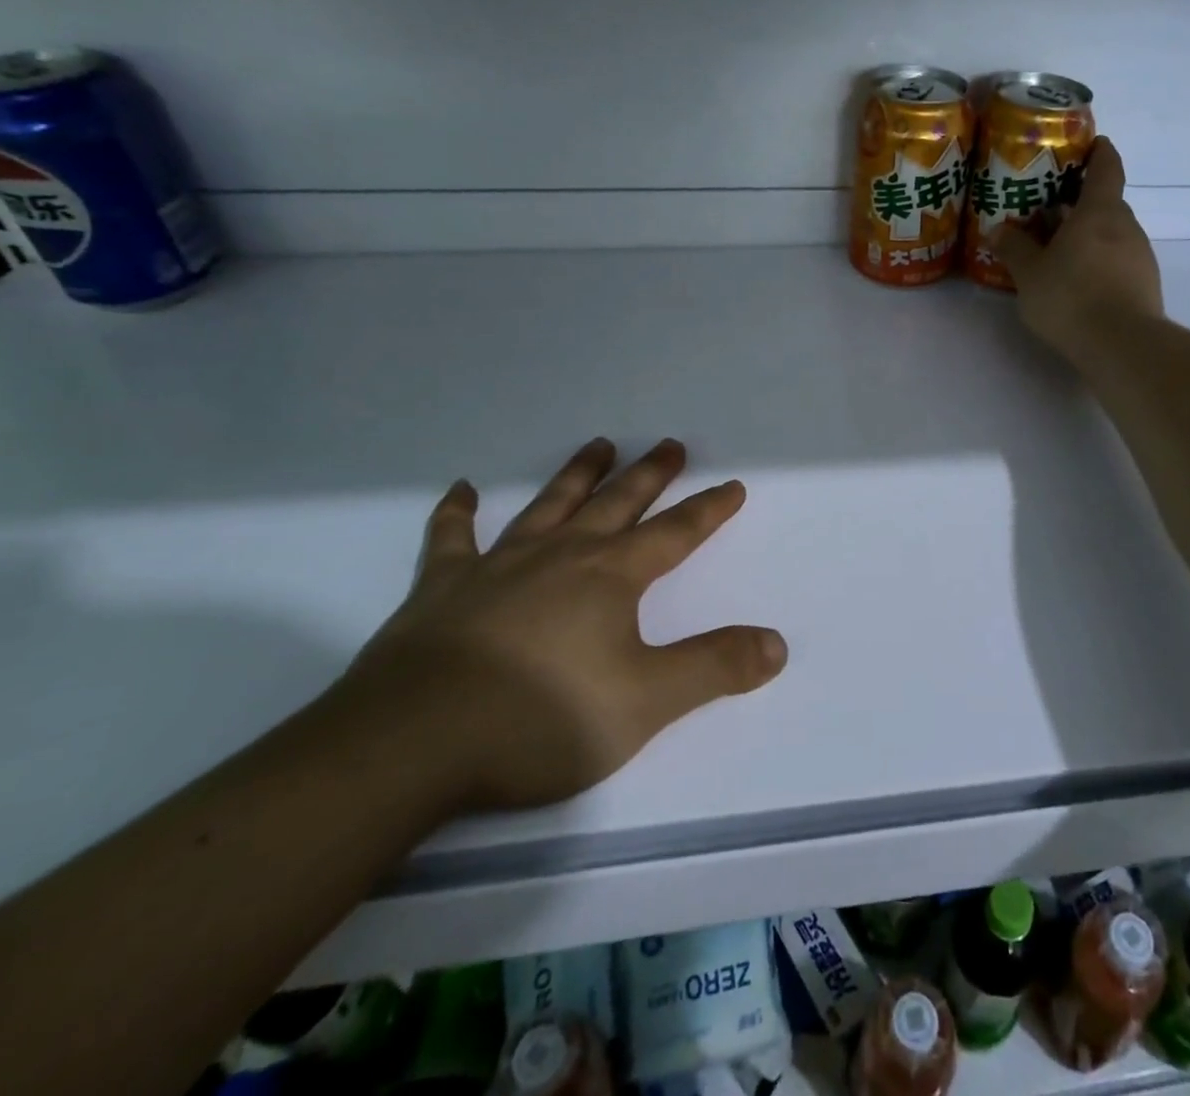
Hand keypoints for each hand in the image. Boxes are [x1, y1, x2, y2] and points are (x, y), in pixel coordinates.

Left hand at [332, 438, 787, 813]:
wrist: (412, 745)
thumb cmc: (540, 719)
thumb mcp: (646, 702)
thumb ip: (715, 668)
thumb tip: (777, 644)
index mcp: (610, 577)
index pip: (675, 533)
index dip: (708, 509)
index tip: (732, 485)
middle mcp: (560, 555)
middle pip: (616, 503)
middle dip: (648, 474)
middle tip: (668, 444)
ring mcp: (498, 565)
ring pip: (549, 505)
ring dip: (577, 474)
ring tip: (597, 445)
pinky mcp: (441, 588)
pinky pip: (452, 538)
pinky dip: (457, 512)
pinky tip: (461, 490)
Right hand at [996, 137, 1164, 360]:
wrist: (1123, 345)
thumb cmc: (1071, 297)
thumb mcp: (1030, 274)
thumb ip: (1015, 249)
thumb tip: (999, 230)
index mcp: (1099, 211)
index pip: (1106, 167)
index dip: (1099, 152)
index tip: (1089, 144)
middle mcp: (1126, 226)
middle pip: (1106, 203)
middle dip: (1080, 203)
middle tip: (1049, 210)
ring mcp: (1140, 256)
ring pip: (1111, 234)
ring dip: (1088, 236)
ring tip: (1057, 250)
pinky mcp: (1144, 284)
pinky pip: (1118, 261)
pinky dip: (1098, 261)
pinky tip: (1077, 282)